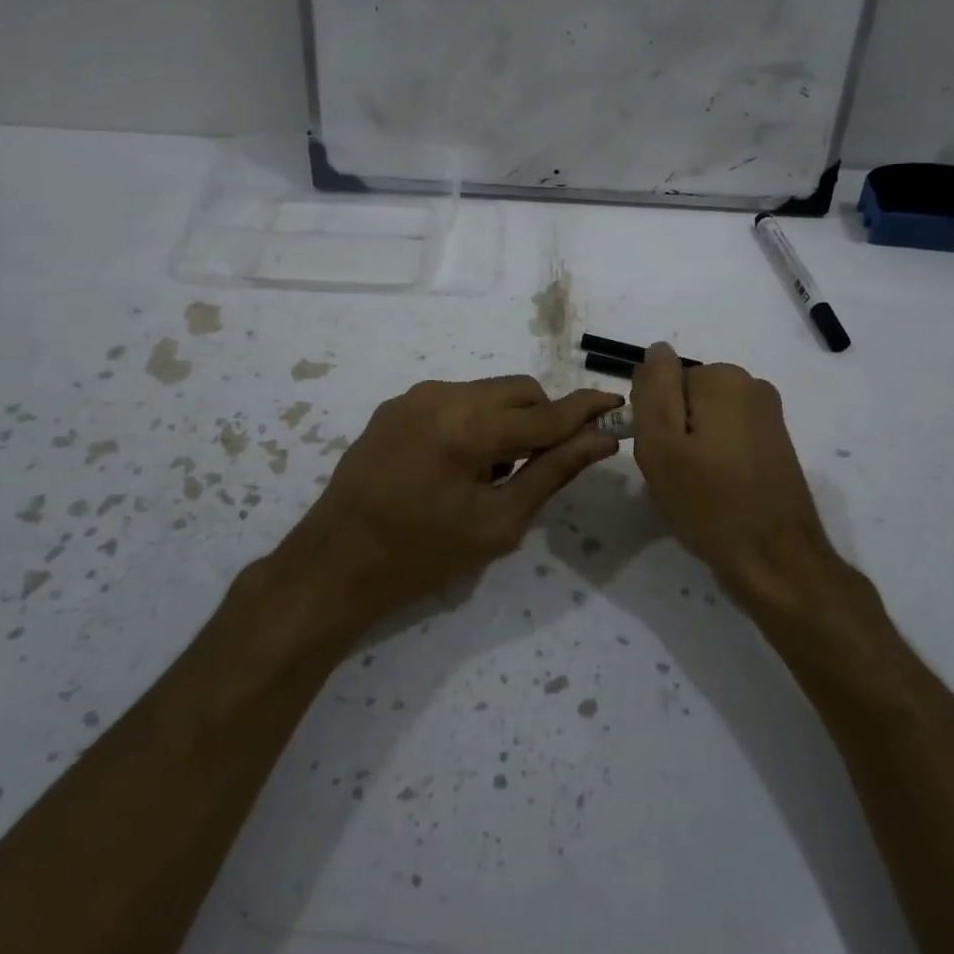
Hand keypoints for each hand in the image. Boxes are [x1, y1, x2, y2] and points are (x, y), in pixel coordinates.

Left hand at [283, 376, 622, 635]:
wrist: (336, 562)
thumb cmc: (422, 555)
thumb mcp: (497, 523)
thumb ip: (553, 473)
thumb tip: (601, 440)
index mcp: (469, 427)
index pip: (545, 413)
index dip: (586, 410)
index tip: (617, 405)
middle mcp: (442, 395)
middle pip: (519, 391)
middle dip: (543, 419)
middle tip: (541, 466)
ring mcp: (415, 396)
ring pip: (487, 392)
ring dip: (508, 421)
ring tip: (492, 473)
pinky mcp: (396, 405)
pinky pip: (455, 400)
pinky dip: (475, 421)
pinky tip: (459, 465)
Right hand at [630, 344, 838, 615]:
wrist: (774, 558)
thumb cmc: (708, 502)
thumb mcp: (660, 444)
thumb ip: (653, 388)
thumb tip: (657, 350)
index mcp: (722, 378)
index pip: (663, 383)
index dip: (653, 421)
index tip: (661, 456)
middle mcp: (752, 385)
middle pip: (686, 398)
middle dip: (674, 432)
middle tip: (676, 476)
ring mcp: (769, 415)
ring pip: (705, 420)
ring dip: (694, 448)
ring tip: (697, 488)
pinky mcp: (776, 442)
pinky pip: (728, 437)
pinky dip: (716, 459)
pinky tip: (719, 492)